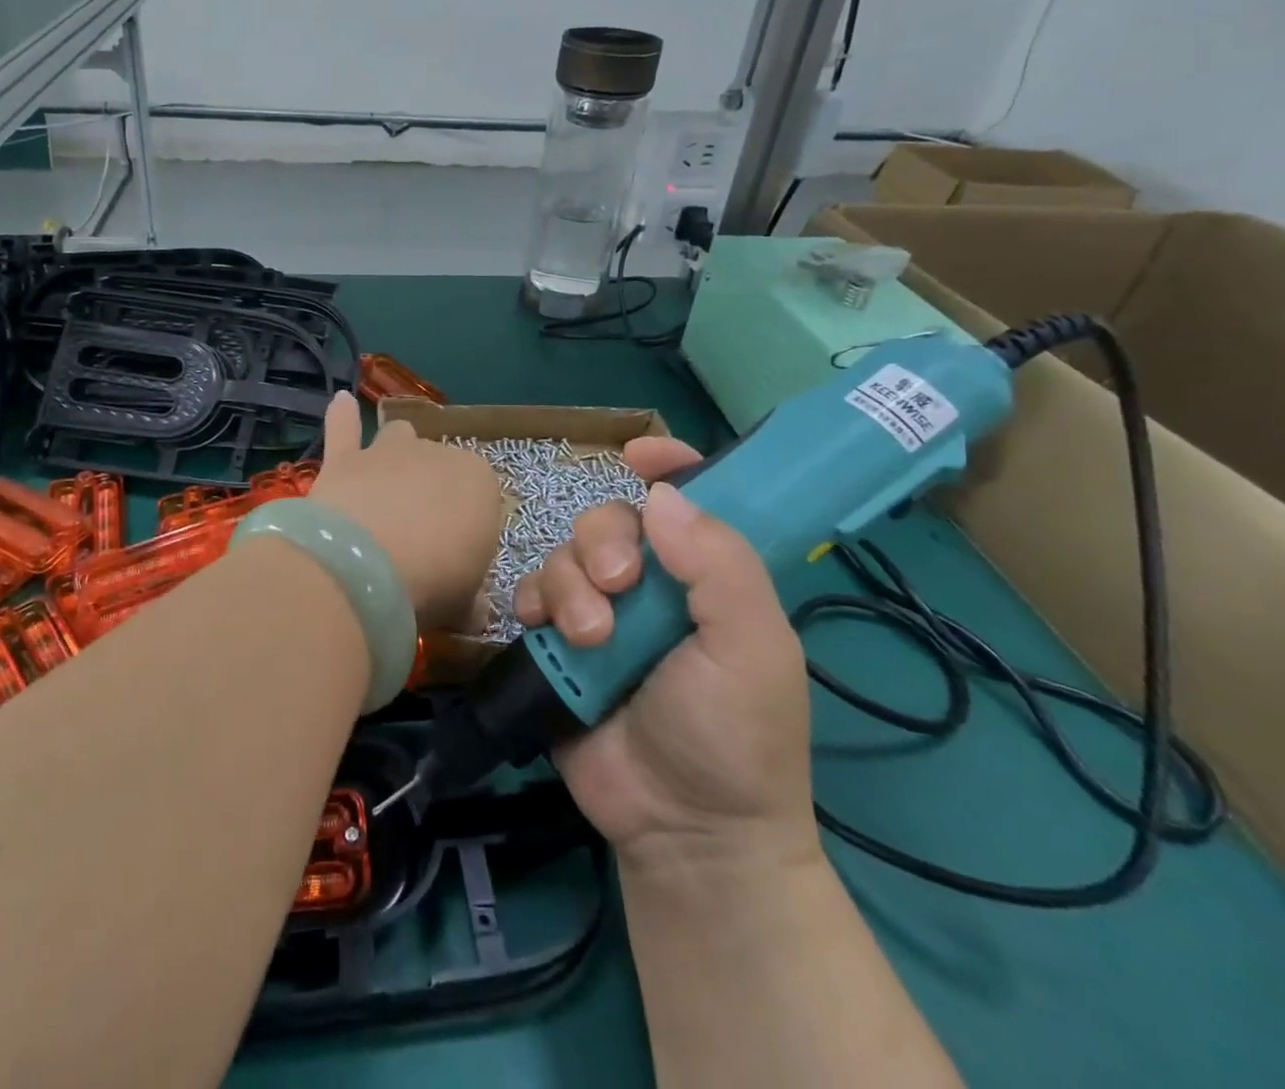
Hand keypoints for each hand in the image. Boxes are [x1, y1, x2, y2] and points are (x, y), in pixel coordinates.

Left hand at [309, 392, 502, 634]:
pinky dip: (341, 416)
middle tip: (418, 541)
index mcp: (480, 482)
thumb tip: (473, 610)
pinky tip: (340, 401)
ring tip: (387, 482)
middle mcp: (437, 454)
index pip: (481, 498)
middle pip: (438, 468)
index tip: (455, 561)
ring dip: (395, 454)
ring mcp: (387, 451)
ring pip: (398, 437)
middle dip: (432, 494)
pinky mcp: (344, 459)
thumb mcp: (466, 604)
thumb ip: (471, 600)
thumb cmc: (432, 583)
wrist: (364, 568)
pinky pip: (343, 427)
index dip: (468, 529)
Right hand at [513, 436, 817, 871]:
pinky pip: (531, 594)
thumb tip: (662, 495)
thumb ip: (720, 567)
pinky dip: (534, 603)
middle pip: (609, 519)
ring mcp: (600, 612)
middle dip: (604, 542)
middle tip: (618, 587)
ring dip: (570, 585)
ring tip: (592, 638)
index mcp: (706, 576)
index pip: (688, 500)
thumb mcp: (753, 649)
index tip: (638, 453)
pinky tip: (550, 633)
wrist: (684, 830)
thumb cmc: (736, 736)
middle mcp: (651, 584)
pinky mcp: (558, 644)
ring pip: (564, 554)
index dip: (668, 464)